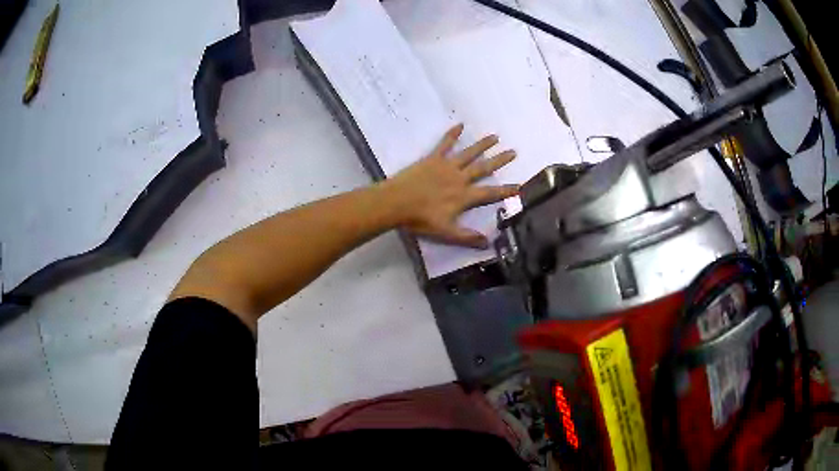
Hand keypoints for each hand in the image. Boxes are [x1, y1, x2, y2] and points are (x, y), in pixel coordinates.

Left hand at [382, 124, 518, 248]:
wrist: (396, 202)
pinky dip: (452, 134)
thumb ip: (467, 237)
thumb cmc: (420, 219)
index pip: (490, 193)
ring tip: (495, 137)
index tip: (520, 186)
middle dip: (499, 161)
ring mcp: (446, 166)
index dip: (505, 191)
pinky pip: (445, 144)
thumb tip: (487, 243)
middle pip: (483, 168)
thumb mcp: (445, 232)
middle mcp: (459, 178)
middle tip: (513, 152)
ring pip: (469, 153)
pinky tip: (460, 125)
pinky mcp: (433, 159)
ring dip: (482, 145)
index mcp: (464, 196)